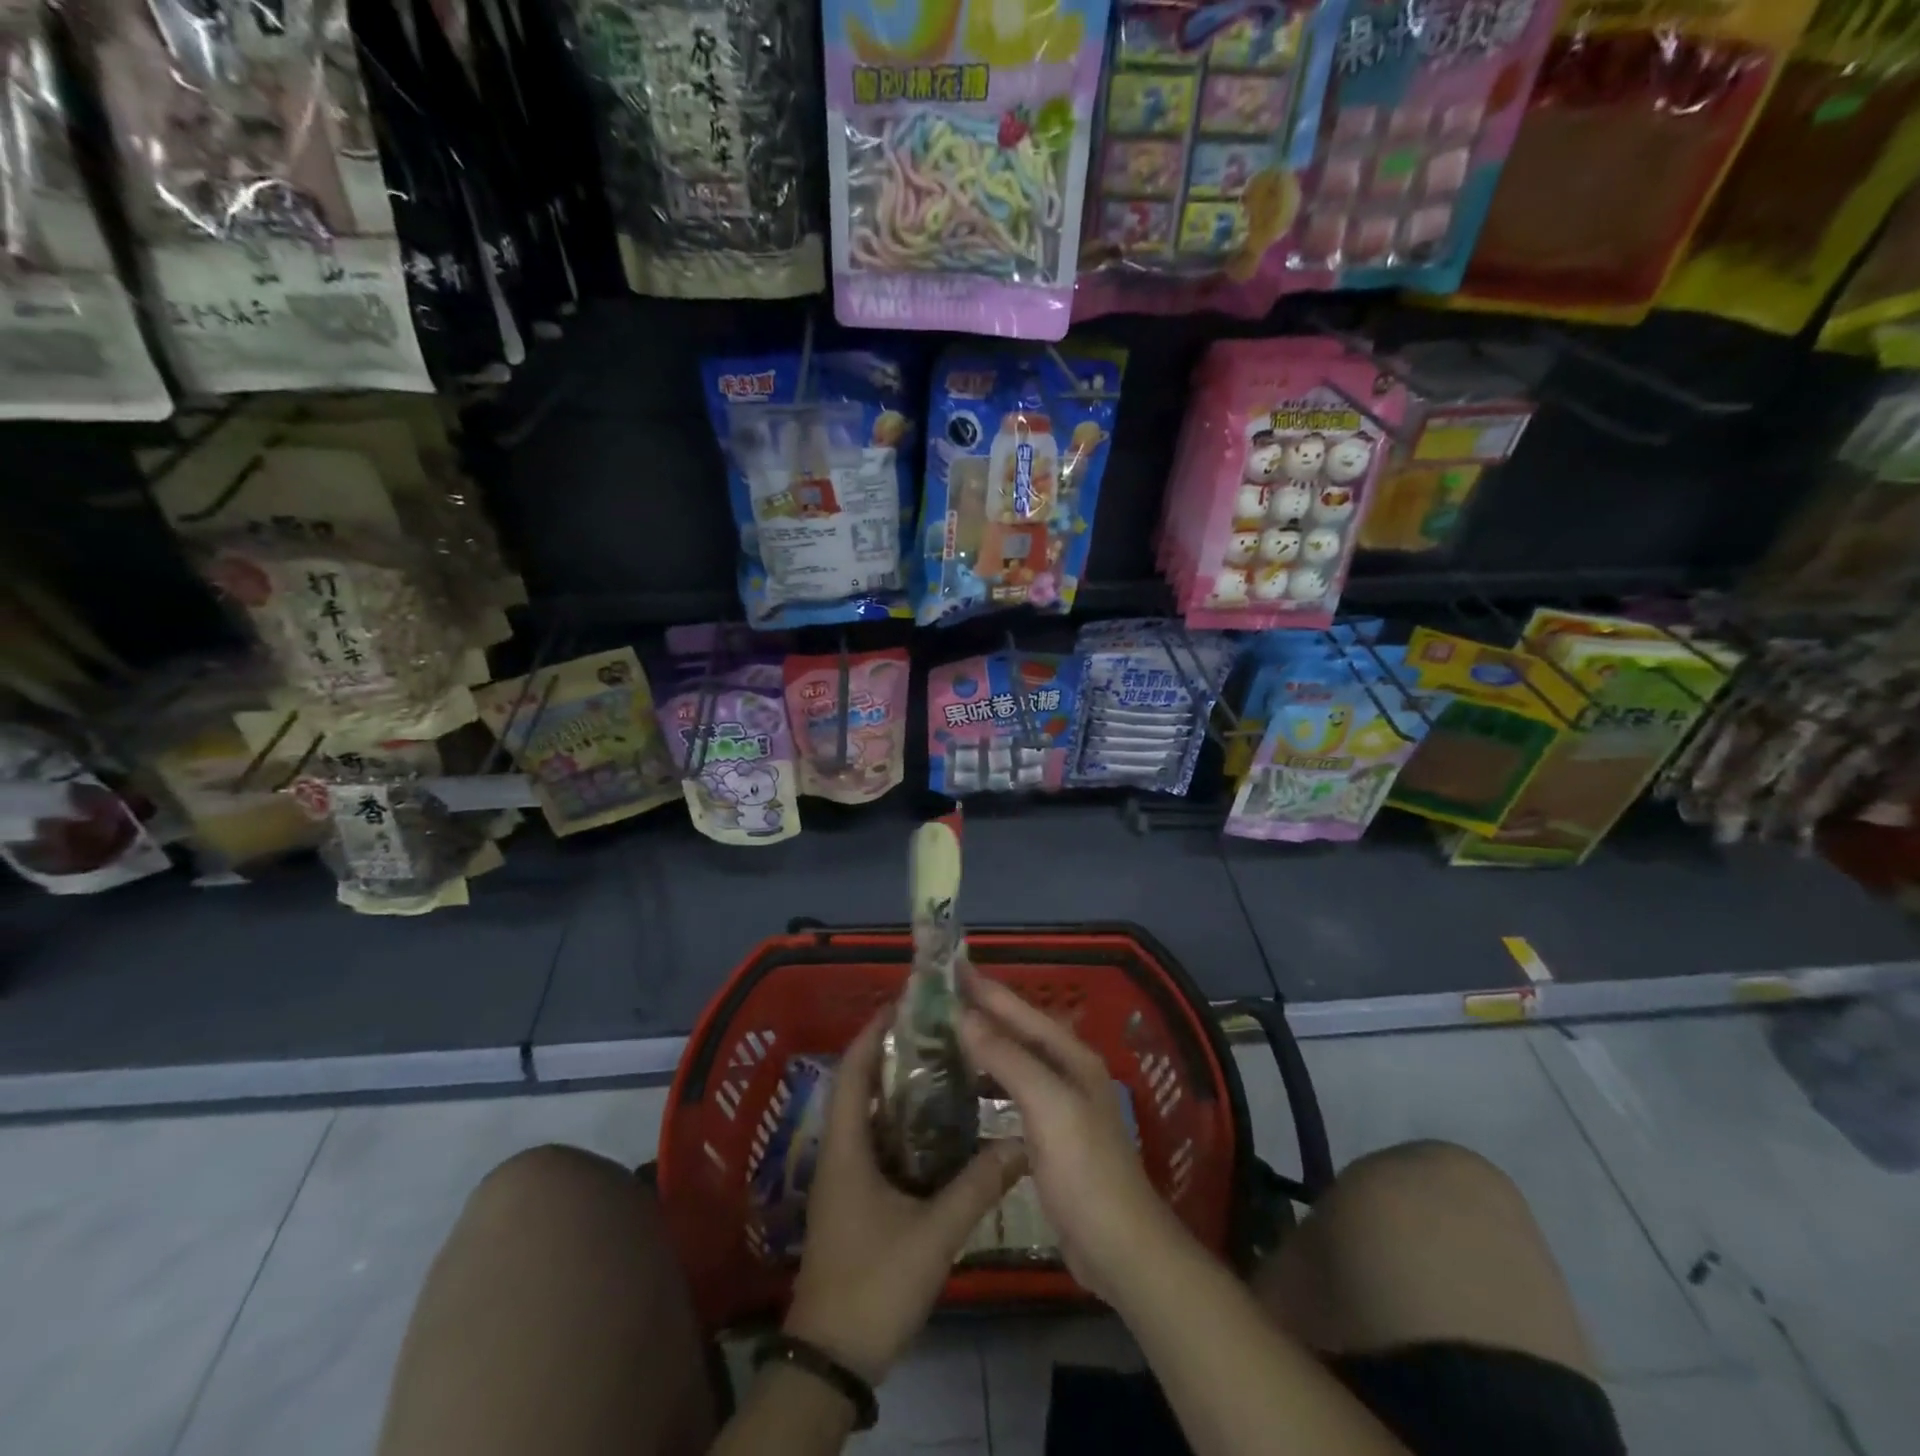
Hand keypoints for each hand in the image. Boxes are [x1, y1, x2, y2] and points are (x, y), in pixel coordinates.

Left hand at [784, 1010, 1025, 1384]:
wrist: (832, 1360)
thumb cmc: (873, 1284)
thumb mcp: (932, 1235)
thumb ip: (977, 1187)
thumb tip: (1021, 1145)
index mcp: (847, 1147)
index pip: (854, 1070)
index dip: (874, 1032)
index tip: (906, 1003)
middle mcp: (841, 1152)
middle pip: (862, 1086)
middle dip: (895, 1055)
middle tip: (940, 1032)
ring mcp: (847, 1178)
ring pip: (872, 1117)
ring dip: (901, 1091)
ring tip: (947, 1067)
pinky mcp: (856, 1200)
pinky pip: (879, 1145)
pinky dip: (905, 1127)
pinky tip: (942, 1129)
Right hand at [958, 979, 1181, 1304]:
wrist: (1119, 1249)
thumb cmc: (1085, 1171)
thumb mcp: (1049, 1106)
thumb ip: (1008, 1058)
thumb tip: (964, 1014)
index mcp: (1071, 1056)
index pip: (1020, 1010)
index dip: (984, 987)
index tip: (947, 966)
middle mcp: (1066, 1071)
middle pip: (1016, 1030)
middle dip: (980, 1010)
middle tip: (934, 998)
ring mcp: (1058, 1104)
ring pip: (1012, 1060)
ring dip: (981, 1043)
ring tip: (940, 1033)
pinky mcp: (1047, 1136)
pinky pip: (1011, 1092)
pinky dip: (987, 1080)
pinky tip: (963, 1085)